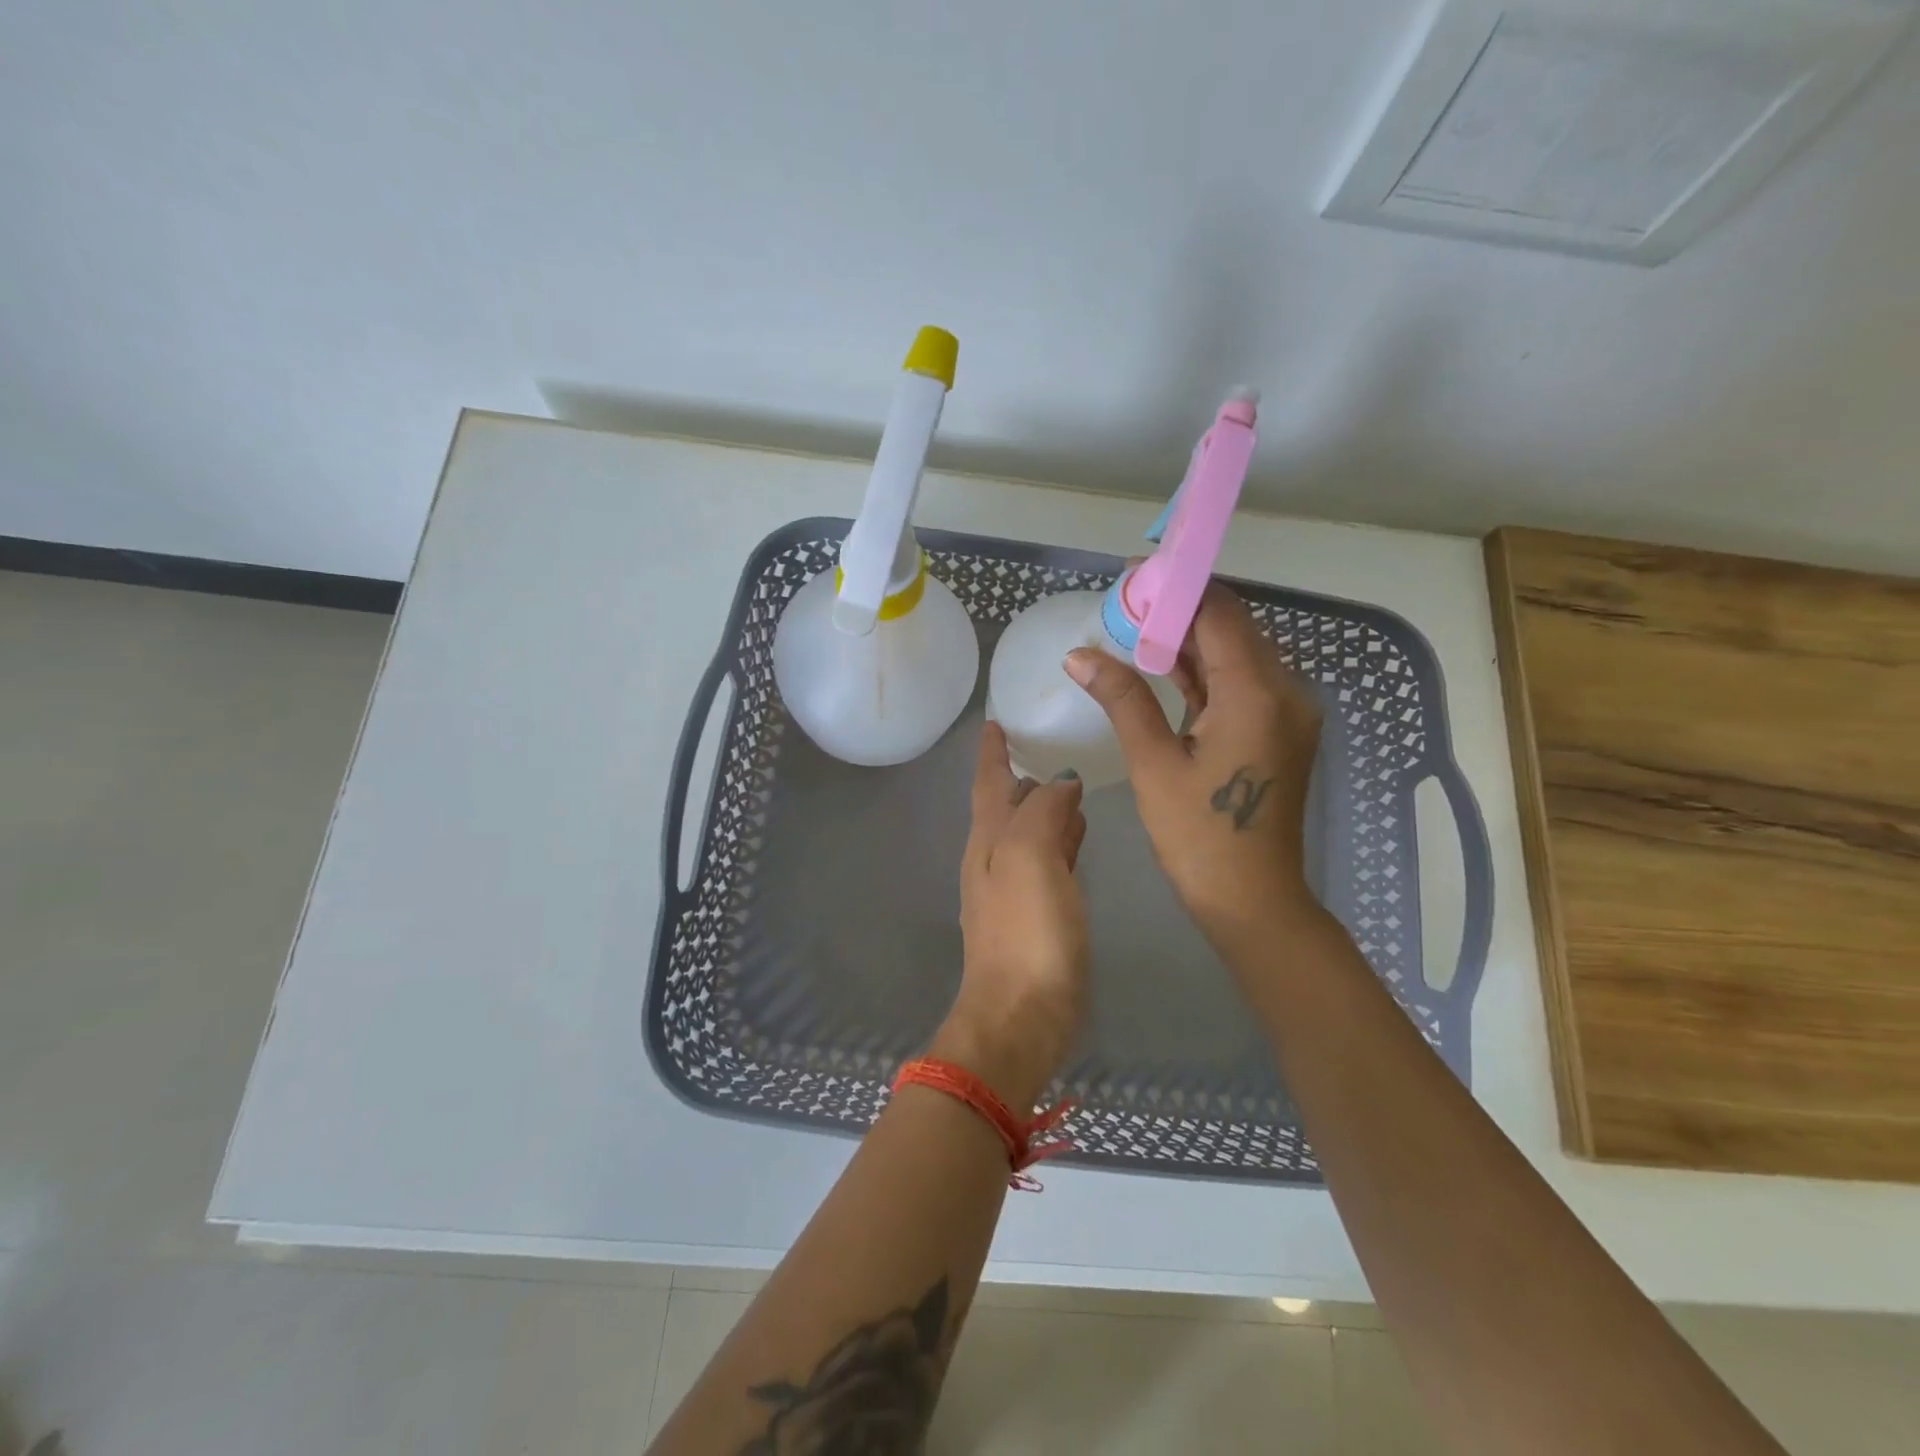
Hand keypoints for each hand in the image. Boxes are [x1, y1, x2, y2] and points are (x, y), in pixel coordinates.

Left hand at [932, 721, 1088, 1110]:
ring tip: (1070, 782)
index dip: (991, 752)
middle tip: (1043, 743)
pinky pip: (1049, 861)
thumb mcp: (1031, 858)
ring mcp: (1014, 890)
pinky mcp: (1037, 917)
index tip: (994, 721)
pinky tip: (1079, 836)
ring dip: (1044, 806)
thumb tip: (1058, 781)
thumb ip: (1043, 811)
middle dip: (1020, 774)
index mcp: (988, 840)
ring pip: (1029, 832)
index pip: (988, 782)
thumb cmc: (1025, 933)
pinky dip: (1061, 840)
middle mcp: (995, 859)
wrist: (1020, 1016)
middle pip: (1006, 806)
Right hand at [1066, 581, 1323, 951]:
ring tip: (1134, 629)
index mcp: (1257, 693)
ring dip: (1190, 639)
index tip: (1131, 575)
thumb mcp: (1153, 763)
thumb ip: (1122, 698)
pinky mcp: (1280, 729)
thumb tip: (1079, 655)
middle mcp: (1286, 690)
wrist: (1252, 899)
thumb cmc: (1198, 836)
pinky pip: (1241, 683)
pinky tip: (1164, 665)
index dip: (1175, 588)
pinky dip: (1204, 670)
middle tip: (1123, 604)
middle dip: (1179, 610)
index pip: (1218, 613)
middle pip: (1232, 627)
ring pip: (1237, 653)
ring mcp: (1288, 711)